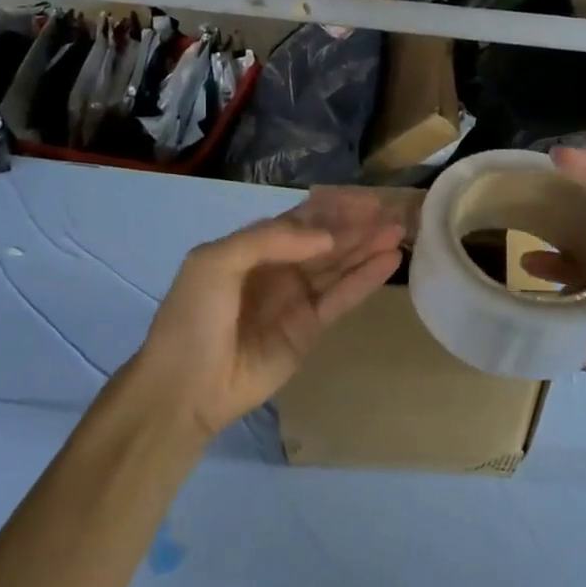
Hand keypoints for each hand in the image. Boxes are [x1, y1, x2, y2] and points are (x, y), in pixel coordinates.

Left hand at [129, 191, 405, 438]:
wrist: (185, 387)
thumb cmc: (193, 318)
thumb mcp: (214, 263)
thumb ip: (268, 240)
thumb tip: (326, 238)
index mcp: (252, 247)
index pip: (301, 219)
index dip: (333, 208)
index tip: (367, 199)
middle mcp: (279, 268)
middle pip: (326, 240)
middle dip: (358, 225)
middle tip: (394, 213)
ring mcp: (296, 299)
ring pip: (339, 266)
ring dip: (368, 247)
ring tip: (400, 231)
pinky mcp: (310, 328)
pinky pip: (342, 297)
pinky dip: (366, 279)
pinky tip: (390, 261)